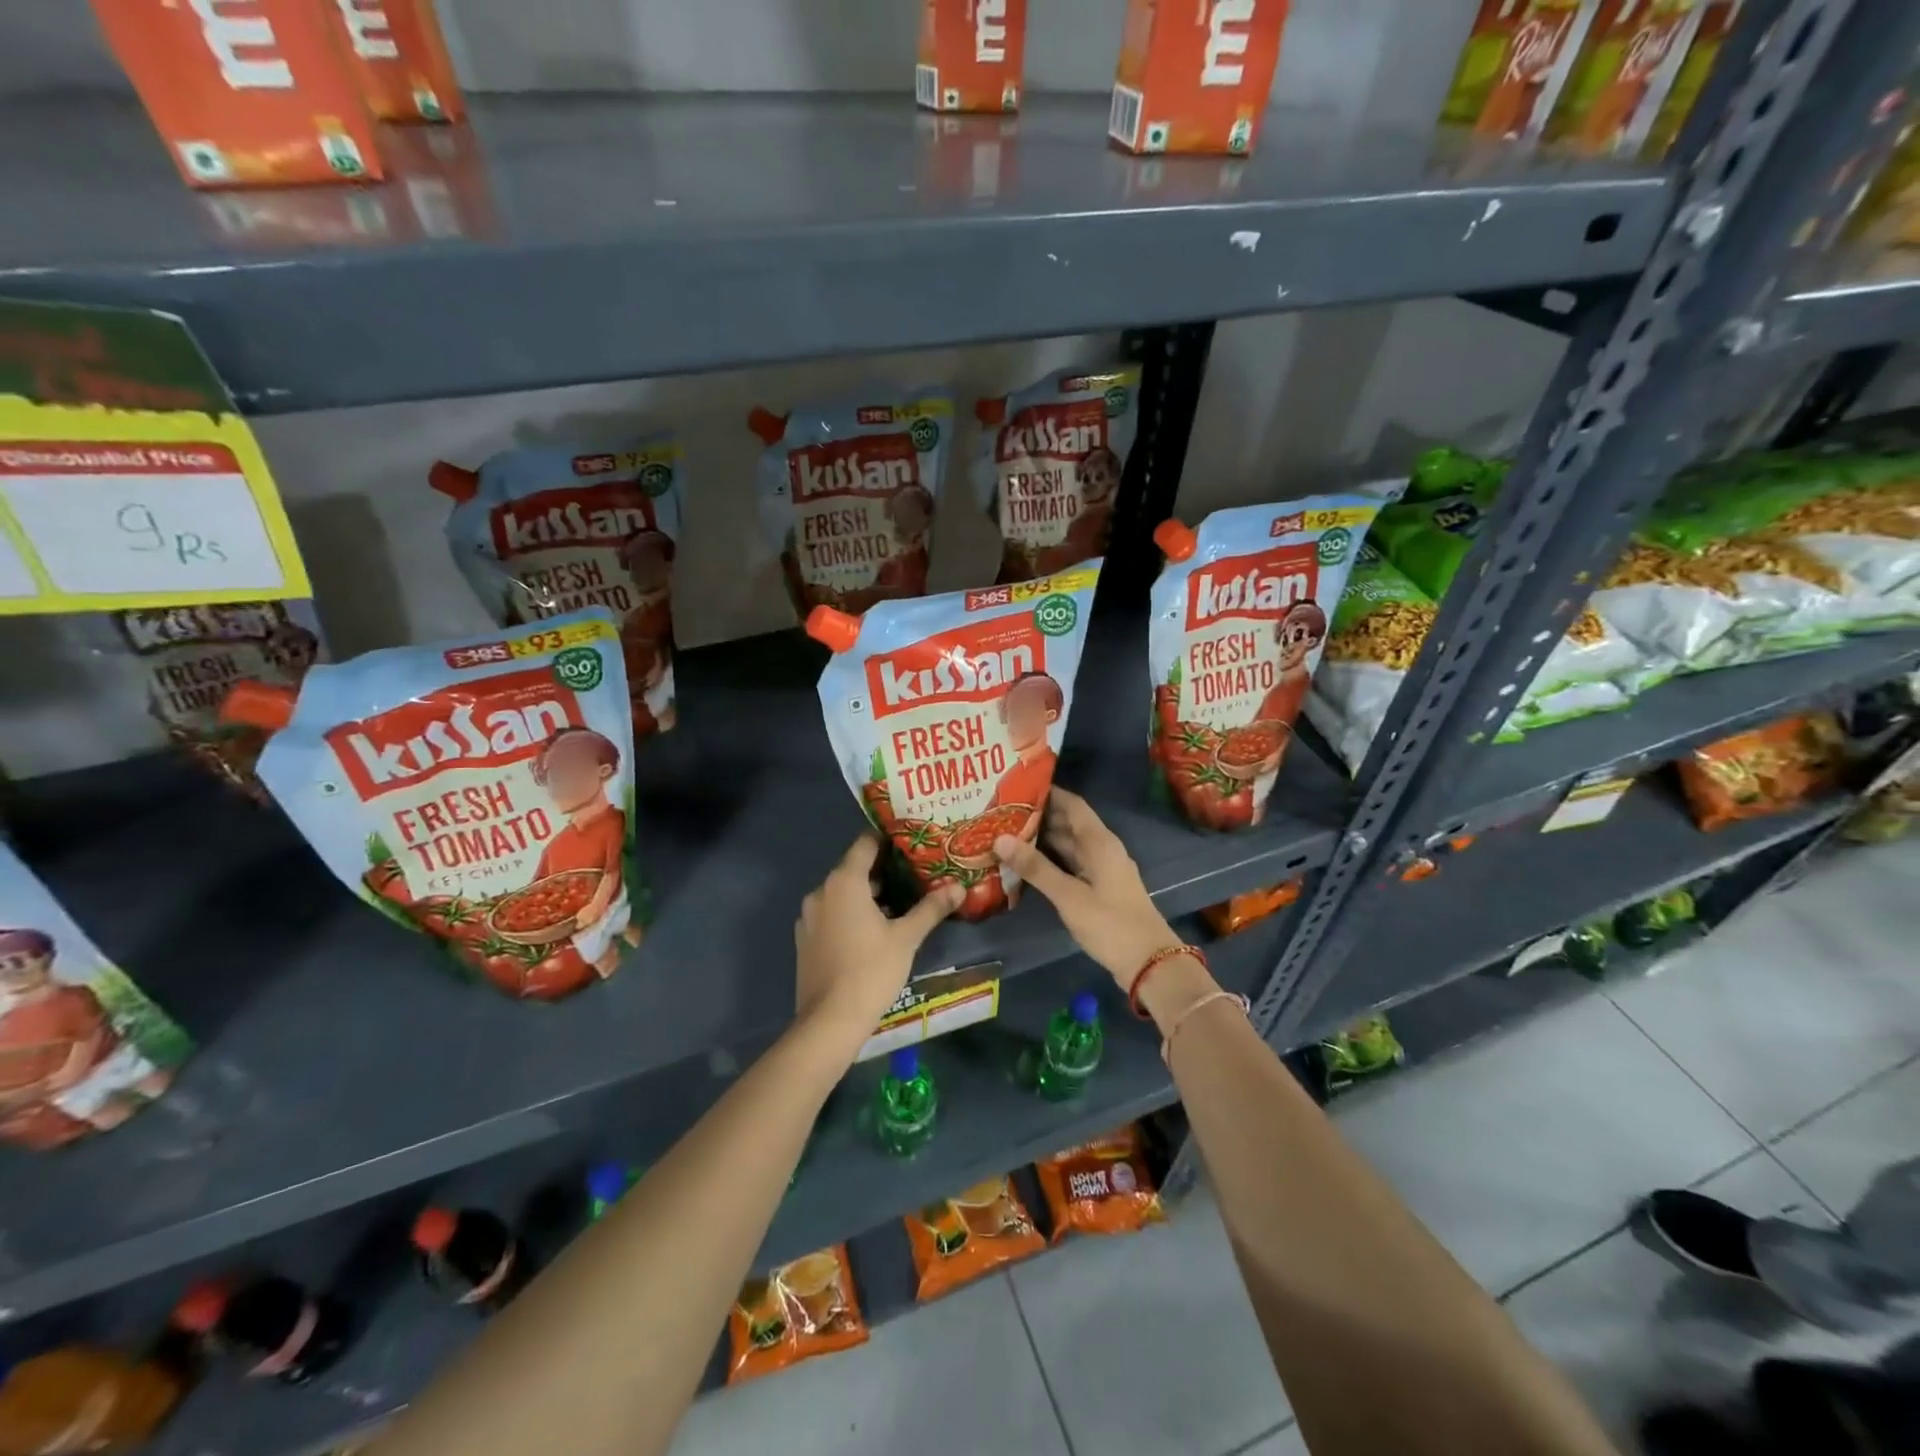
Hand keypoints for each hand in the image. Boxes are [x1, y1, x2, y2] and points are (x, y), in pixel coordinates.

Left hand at [794, 836, 961, 1037]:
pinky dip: (851, 914)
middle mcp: (821, 891)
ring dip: (867, 895)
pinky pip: (831, 914)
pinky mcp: (805, 940)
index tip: (911, 842)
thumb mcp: (907, 938)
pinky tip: (874, 932)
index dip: (888, 839)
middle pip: (854, 869)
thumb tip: (959, 887)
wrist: (829, 1021)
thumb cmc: (871, 970)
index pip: (865, 843)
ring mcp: (808, 917)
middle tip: (914, 875)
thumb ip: (931, 908)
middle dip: (883, 871)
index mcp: (844, 881)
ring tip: (900, 904)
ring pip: (842, 894)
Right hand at [994, 787, 1184, 989]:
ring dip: (1043, 840)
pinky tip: (1028, 865)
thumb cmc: (1110, 923)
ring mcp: (1103, 870)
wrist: (1149, 963)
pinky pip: (1072, 865)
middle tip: (1003, 812)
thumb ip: (1035, 868)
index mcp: (1100, 842)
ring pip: (1070, 846)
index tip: (1017, 787)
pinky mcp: (1100, 889)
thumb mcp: (1068, 896)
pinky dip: (1052, 861)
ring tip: (1008, 834)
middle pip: (1069, 824)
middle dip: (1040, 816)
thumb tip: (1000, 838)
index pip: (1072, 804)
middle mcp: (1103, 849)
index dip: (1048, 793)